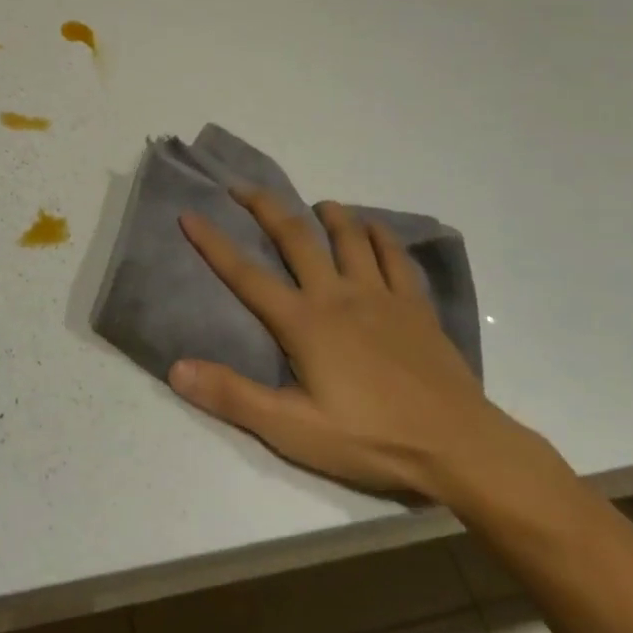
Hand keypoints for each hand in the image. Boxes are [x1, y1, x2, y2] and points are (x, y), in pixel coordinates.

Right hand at [174, 193, 559, 506]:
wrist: (456, 445)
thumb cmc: (370, 438)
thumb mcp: (293, 430)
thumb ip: (233, 396)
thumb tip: (176, 368)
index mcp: (304, 322)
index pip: (246, 275)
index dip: (213, 243)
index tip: (190, 214)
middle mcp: (337, 295)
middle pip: (296, 237)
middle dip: (265, 207)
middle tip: (244, 187)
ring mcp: (380, 295)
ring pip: (349, 237)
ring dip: (329, 214)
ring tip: (316, 203)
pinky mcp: (414, 305)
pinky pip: (395, 257)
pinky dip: (381, 235)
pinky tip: (374, 228)